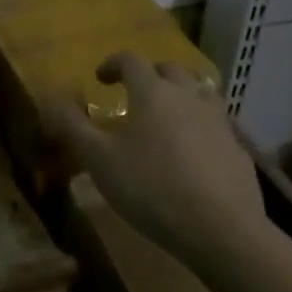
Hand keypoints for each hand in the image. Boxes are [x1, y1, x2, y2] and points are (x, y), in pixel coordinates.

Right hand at [44, 51, 267, 260]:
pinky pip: (216, 126)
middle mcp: (187, 96)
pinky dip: (200, 128)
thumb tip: (53, 99)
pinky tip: (193, 155)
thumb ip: (74, 127)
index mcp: (152, 92)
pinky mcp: (238, 150)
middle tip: (133, 95)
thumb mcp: (100, 161)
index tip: (100, 79)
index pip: (130, 59)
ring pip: (199, 94)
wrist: (224, 231)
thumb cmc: (152, 188)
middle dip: (149, 76)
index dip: (112, 64)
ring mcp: (218, 122)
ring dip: (180, 97)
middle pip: (169, 70)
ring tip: (166, 119)